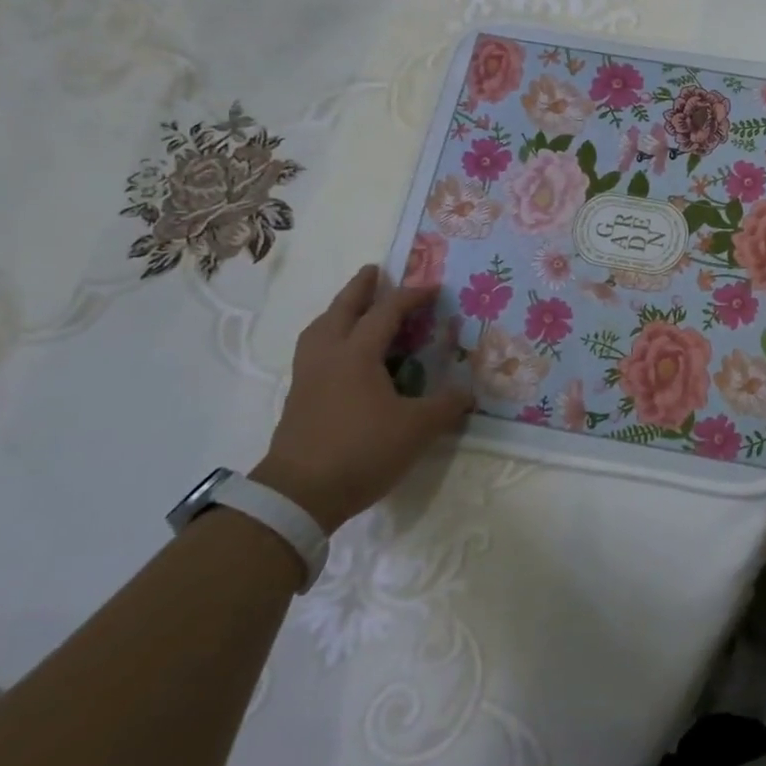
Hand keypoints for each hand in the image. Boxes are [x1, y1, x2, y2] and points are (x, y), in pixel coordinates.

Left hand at [254, 266, 471, 532]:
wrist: (299, 495)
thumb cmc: (362, 451)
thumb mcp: (417, 428)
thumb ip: (446, 405)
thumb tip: (467, 391)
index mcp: (357, 354)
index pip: (386, 312)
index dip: (411, 296)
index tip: (433, 286)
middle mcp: (329, 356)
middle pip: (341, 310)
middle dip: (360, 288)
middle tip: (374, 271)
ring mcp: (308, 377)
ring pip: (319, 329)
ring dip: (337, 311)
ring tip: (351, 308)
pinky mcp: (298, 399)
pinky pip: (313, 352)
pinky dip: (328, 337)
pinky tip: (340, 354)